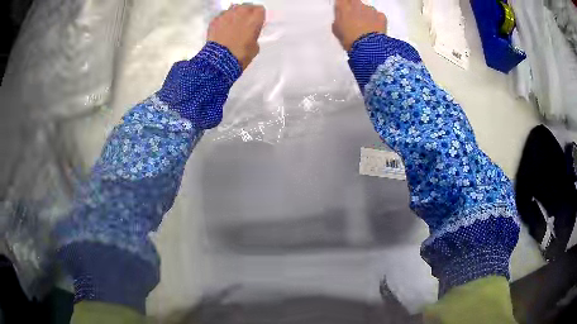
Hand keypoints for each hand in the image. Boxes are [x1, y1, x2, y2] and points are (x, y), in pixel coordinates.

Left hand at [207, 4, 265, 69]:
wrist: (219, 60)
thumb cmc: (241, 54)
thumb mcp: (255, 47)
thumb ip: (254, 35)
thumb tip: (250, 35)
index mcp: (255, 17)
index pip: (260, 10)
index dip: (258, 17)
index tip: (256, 24)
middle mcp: (241, 11)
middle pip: (246, 7)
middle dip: (246, 14)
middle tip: (244, 25)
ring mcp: (226, 14)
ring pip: (233, 10)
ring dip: (234, 16)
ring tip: (232, 27)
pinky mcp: (214, 20)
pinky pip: (221, 17)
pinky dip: (222, 22)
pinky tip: (222, 31)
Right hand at [332, 0, 387, 50]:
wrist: (368, 47)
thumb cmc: (350, 39)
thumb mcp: (337, 30)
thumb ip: (338, 20)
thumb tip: (340, 19)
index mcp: (343, 7)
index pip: (342, 0)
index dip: (344, 5)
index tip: (344, 10)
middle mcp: (357, 4)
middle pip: (355, 2)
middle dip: (355, 9)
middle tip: (355, 19)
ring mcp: (370, 9)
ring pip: (367, 9)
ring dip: (366, 16)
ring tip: (366, 28)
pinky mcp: (381, 16)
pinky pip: (378, 16)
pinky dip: (377, 21)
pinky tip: (374, 30)